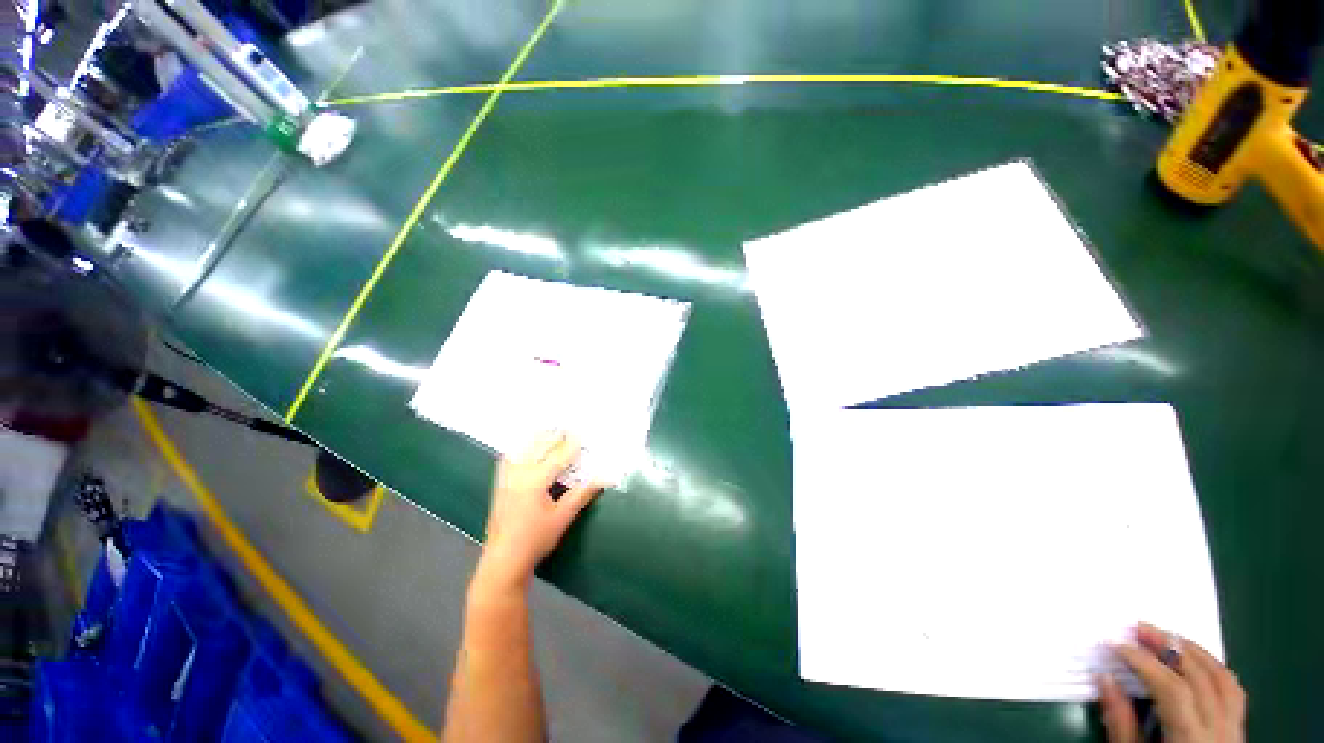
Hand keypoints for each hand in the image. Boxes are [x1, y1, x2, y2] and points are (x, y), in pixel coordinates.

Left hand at [476, 431, 602, 591]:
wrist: (503, 561)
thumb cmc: (535, 539)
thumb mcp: (563, 517)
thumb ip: (582, 494)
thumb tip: (603, 480)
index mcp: (535, 481)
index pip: (557, 457)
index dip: (570, 446)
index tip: (580, 435)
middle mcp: (518, 474)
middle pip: (537, 448)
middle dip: (552, 437)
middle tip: (564, 428)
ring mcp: (506, 480)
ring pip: (521, 451)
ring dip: (534, 440)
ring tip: (545, 432)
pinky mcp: (499, 487)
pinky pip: (507, 461)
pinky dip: (517, 451)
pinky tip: (521, 450)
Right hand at [1097, 623, 1245, 742]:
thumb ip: (1121, 725)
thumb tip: (1104, 680)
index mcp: (1191, 741)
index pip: (1172, 690)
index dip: (1144, 662)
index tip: (1116, 643)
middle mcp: (1219, 732)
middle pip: (1201, 679)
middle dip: (1170, 648)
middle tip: (1141, 627)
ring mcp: (1234, 730)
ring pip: (1223, 679)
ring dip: (1195, 652)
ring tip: (1169, 634)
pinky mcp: (1238, 730)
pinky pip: (1232, 691)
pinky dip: (1214, 668)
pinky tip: (1196, 660)